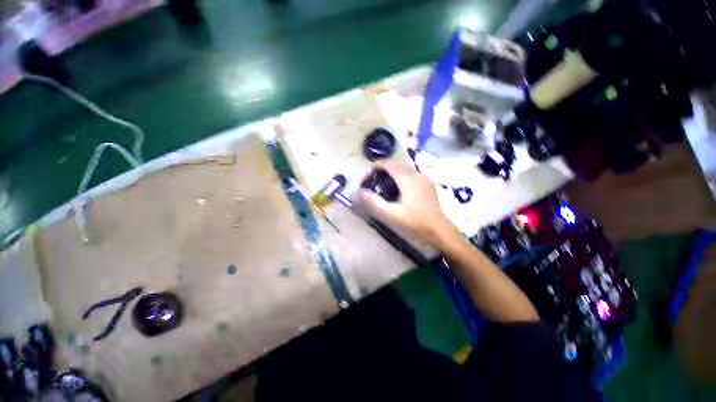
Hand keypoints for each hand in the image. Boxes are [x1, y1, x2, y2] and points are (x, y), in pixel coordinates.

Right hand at [357, 161, 459, 248]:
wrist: (439, 231)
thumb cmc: (415, 223)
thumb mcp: (392, 215)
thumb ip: (374, 202)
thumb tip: (360, 192)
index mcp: (408, 179)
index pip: (388, 164)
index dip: (375, 167)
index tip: (366, 178)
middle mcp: (417, 174)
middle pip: (395, 165)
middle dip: (382, 171)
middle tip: (372, 183)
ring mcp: (424, 179)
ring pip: (403, 170)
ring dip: (391, 175)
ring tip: (381, 187)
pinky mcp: (427, 185)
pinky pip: (410, 176)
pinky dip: (399, 179)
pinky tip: (396, 191)